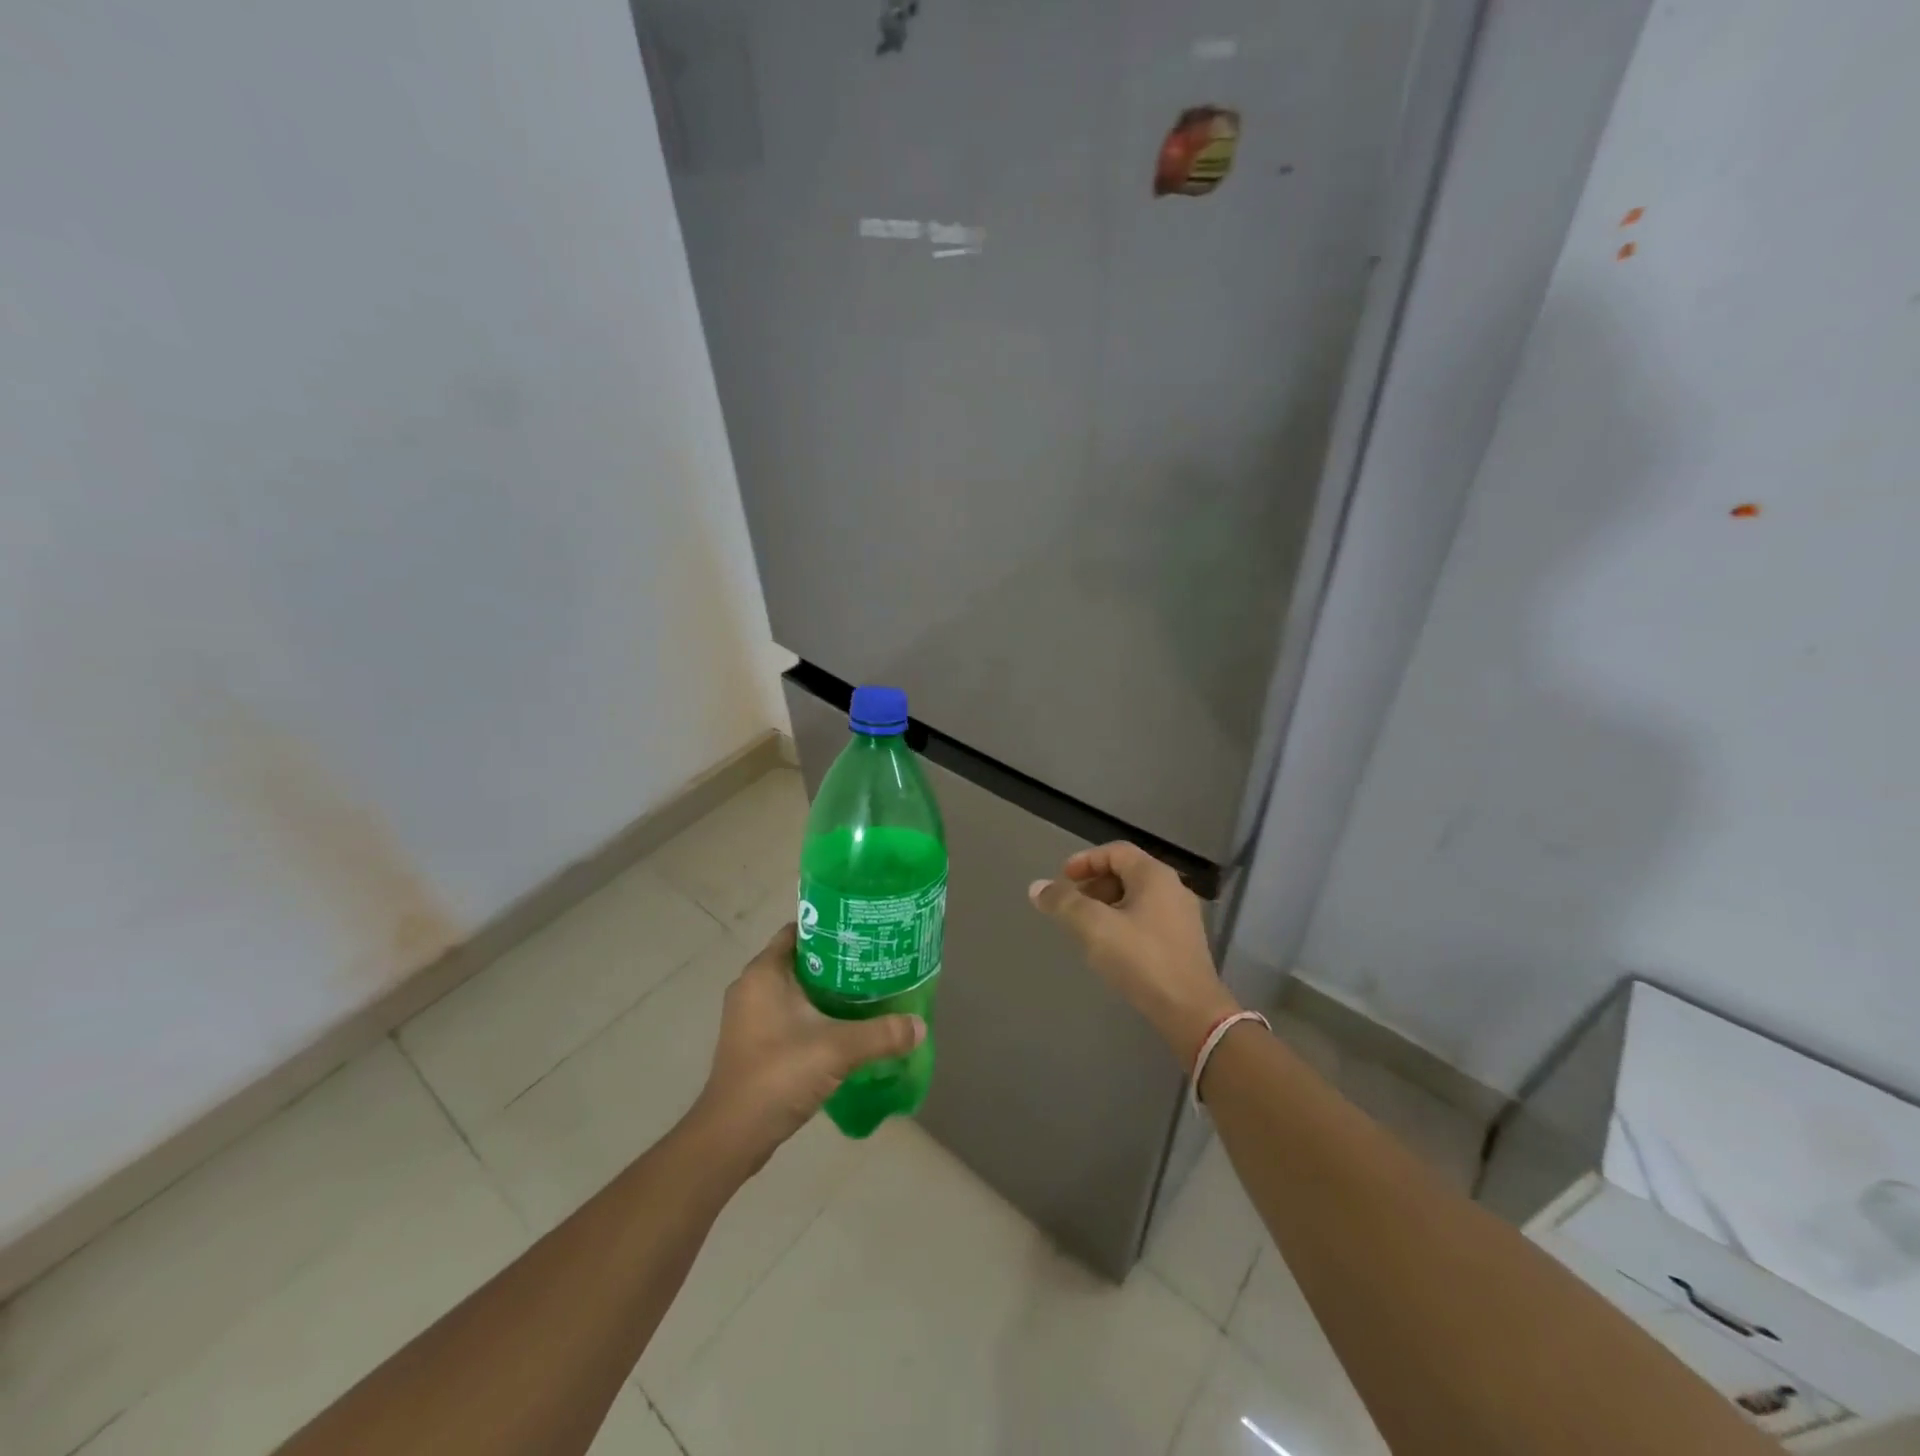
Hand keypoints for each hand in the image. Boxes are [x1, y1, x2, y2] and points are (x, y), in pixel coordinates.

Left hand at [691, 923, 924, 1171]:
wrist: (732, 1137)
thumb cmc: (778, 1075)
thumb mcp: (837, 1050)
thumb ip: (881, 1034)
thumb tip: (920, 1025)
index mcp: (764, 973)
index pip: (799, 930)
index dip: (832, 926)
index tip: (864, 932)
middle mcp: (751, 987)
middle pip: (800, 959)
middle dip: (836, 960)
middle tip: (874, 962)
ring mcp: (749, 1017)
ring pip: (795, 989)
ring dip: (826, 990)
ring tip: (866, 991)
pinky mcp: (753, 1043)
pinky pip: (788, 1013)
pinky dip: (814, 1014)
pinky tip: (843, 1026)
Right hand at [1029, 841, 1239, 1062]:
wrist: (1191, 1011)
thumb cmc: (1142, 960)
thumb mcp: (1094, 927)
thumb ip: (1064, 903)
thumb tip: (1037, 887)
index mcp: (1155, 876)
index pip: (1115, 852)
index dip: (1085, 861)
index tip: (1062, 880)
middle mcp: (1172, 889)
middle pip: (1126, 873)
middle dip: (1093, 885)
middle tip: (1070, 905)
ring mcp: (1181, 917)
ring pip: (1136, 898)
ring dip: (1106, 906)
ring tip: (1084, 927)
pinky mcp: (1183, 943)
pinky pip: (1146, 920)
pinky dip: (1122, 923)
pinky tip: (1109, 947)